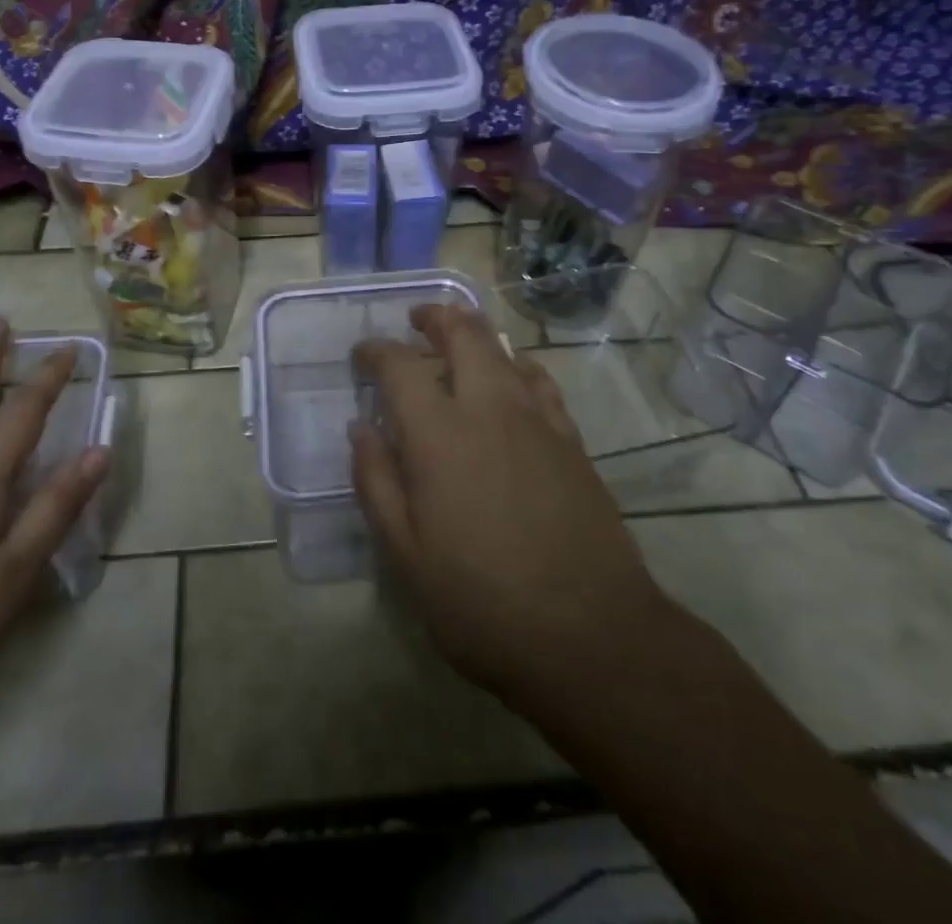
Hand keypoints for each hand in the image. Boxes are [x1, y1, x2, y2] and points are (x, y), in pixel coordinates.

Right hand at [352, 304, 669, 713]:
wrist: (590, 634)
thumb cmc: (481, 602)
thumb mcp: (406, 555)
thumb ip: (377, 482)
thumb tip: (361, 428)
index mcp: (439, 435)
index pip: (400, 367)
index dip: (377, 351)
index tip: (363, 353)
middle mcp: (488, 409)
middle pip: (463, 335)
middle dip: (435, 318)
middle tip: (417, 320)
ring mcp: (536, 420)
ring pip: (503, 351)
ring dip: (475, 333)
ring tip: (457, 335)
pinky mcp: (571, 439)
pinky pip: (539, 381)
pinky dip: (517, 364)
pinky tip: (513, 376)